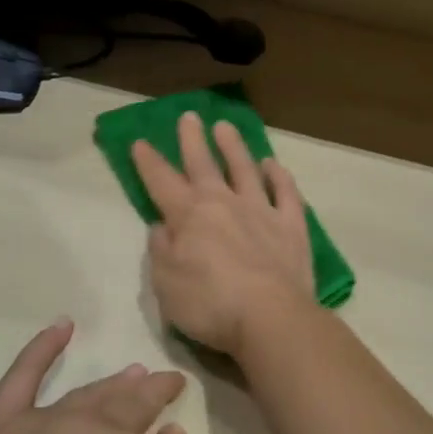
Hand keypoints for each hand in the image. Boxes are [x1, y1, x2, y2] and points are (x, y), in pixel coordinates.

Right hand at [132, 112, 314, 357]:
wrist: (271, 317)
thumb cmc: (210, 305)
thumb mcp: (166, 284)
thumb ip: (161, 252)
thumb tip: (161, 228)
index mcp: (189, 216)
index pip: (162, 182)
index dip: (149, 162)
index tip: (140, 142)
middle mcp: (224, 203)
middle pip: (203, 164)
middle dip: (192, 140)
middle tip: (188, 116)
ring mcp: (261, 211)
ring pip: (245, 169)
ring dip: (233, 147)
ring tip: (225, 126)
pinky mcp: (292, 225)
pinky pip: (286, 192)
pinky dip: (279, 176)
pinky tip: (273, 164)